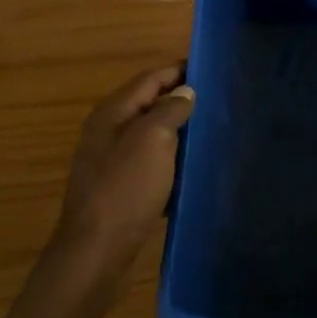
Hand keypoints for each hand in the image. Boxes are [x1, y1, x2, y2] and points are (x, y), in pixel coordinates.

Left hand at [49, 62, 194, 286]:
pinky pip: (152, 160)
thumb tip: (185, 92)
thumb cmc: (125, 188)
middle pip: (149, 104)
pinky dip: (172, 156)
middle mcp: (108, 131)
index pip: (149, 79)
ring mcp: (112, 160)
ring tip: (212, 127)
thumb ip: (169, 110)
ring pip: (151, 133)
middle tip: (218, 97)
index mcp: (112, 113)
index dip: (178, 70)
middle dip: (181, 98)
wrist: (98, 250)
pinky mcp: (121, 186)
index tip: (211, 67)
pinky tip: (193, 164)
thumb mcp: (152, 140)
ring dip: (178, 128)